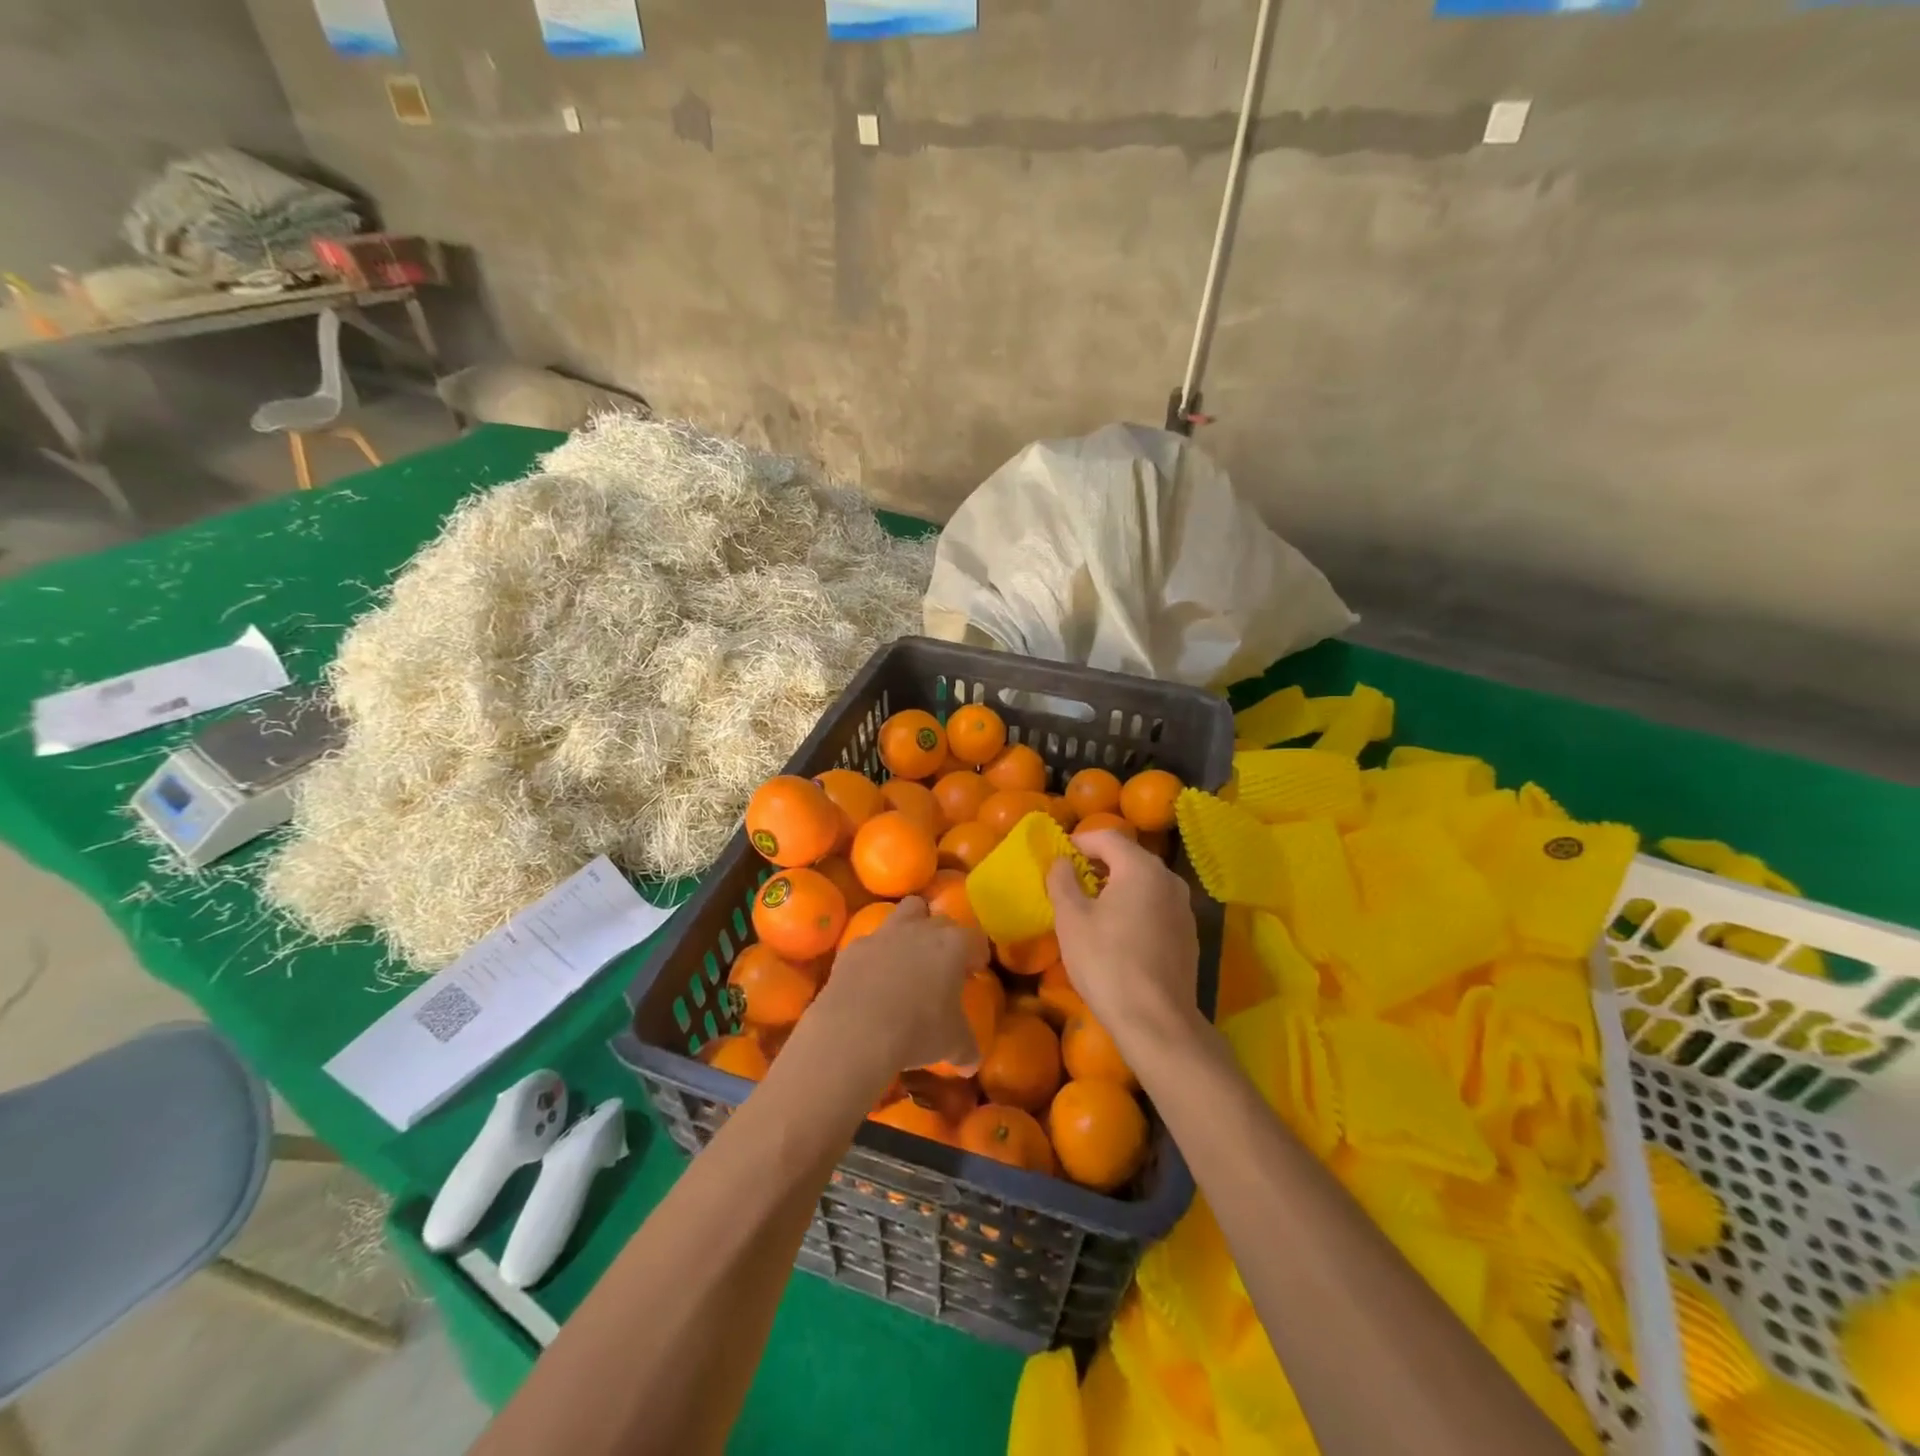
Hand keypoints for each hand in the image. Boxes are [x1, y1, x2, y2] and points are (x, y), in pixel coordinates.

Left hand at [806, 897, 980, 1075]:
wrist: (855, 1031)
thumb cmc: (917, 1031)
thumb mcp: (952, 1044)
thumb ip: (966, 1048)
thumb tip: (971, 1064)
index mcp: (953, 945)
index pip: (975, 939)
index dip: (977, 954)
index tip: (974, 971)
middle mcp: (921, 929)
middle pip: (941, 920)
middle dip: (946, 937)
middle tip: (944, 965)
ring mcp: (884, 933)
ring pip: (906, 912)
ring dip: (912, 928)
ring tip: (909, 958)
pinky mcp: (853, 947)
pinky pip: (871, 942)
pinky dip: (876, 955)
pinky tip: (873, 979)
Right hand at [1047, 829, 1202, 1050]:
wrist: (1156, 1022)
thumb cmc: (1107, 963)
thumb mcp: (1071, 919)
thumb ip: (1062, 881)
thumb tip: (1061, 862)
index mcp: (1141, 868)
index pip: (1106, 837)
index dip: (1078, 843)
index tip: (1057, 860)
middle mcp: (1168, 879)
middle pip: (1128, 857)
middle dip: (1097, 864)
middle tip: (1069, 884)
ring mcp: (1183, 908)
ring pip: (1143, 883)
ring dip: (1116, 887)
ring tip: (1090, 910)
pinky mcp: (1188, 934)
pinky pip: (1155, 907)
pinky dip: (1134, 908)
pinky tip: (1117, 935)